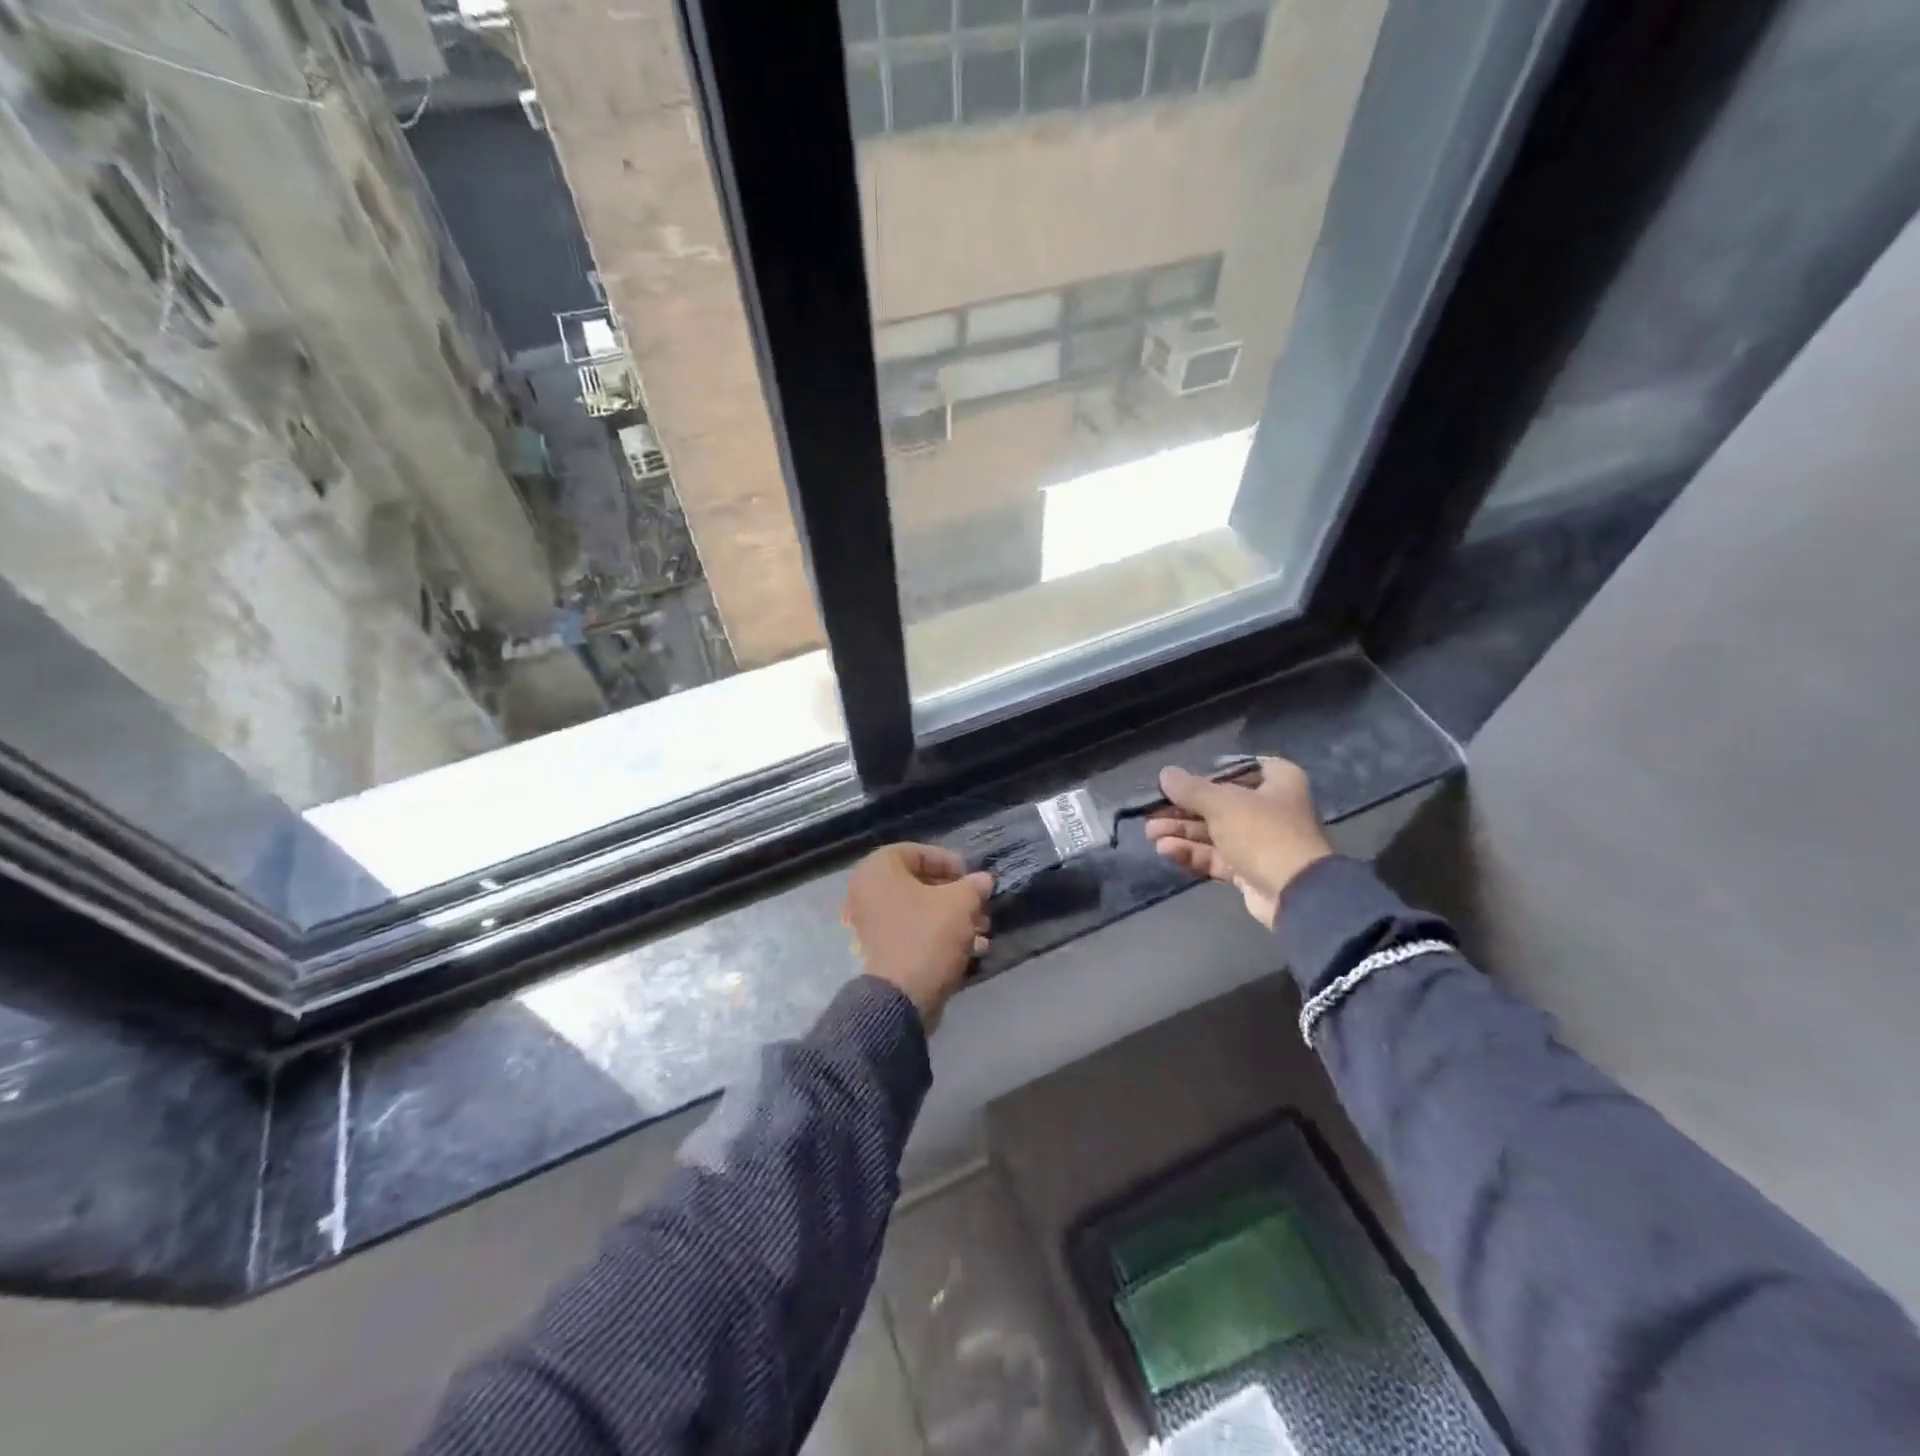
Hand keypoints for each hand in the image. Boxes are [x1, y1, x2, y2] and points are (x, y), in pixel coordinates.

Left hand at [842, 844, 993, 1028]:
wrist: (902, 999)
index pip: (917, 852)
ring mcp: (871, 924)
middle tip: (981, 906)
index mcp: (878, 870)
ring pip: (920, 911)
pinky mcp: (881, 951)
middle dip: (956, 895)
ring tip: (983, 931)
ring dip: (953, 918)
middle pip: (920, 884)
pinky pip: (913, 932)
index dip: (949, 861)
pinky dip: (940, 936)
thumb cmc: (928, 936)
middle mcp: (867, 892)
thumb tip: (983, 879)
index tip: (971, 876)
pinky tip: (972, 950)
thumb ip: (974, 885)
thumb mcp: (961, 903)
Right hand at [1143, 756, 1332, 927]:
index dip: (1206, 774)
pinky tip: (1166, 850)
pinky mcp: (1248, 870)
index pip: (1237, 769)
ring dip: (1180, 832)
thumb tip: (1165, 774)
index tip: (1179, 782)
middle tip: (1150, 813)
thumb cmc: (1262, 833)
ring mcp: (1259, 842)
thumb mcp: (1222, 803)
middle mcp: (1270, 808)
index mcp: (1277, 781)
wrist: (1294, 893)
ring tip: (1150, 834)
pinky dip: (1191, 852)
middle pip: (1217, 804)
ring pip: (1212, 832)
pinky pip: (1215, 856)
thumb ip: (1190, 789)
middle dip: (1181, 810)